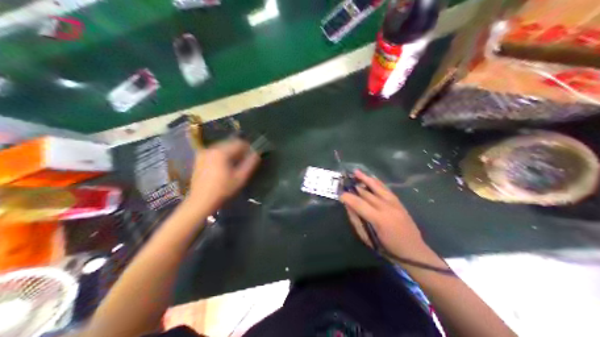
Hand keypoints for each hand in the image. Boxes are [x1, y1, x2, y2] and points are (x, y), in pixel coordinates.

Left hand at [186, 139, 260, 212]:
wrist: (201, 201)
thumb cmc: (222, 190)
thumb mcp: (240, 178)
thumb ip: (250, 164)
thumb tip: (257, 153)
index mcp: (221, 152)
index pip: (239, 143)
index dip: (248, 148)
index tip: (252, 156)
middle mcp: (211, 148)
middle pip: (229, 144)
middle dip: (238, 151)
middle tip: (244, 162)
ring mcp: (203, 154)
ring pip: (221, 148)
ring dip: (229, 154)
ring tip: (234, 166)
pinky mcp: (199, 159)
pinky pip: (214, 153)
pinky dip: (221, 157)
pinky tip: (223, 168)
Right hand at [342, 170, 425, 259]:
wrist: (413, 251)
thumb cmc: (388, 249)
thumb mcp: (369, 239)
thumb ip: (357, 222)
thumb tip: (348, 207)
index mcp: (378, 219)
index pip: (359, 204)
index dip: (348, 198)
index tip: (340, 195)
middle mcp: (386, 207)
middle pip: (367, 193)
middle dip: (354, 187)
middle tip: (344, 182)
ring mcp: (394, 203)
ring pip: (378, 187)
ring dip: (366, 179)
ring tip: (356, 172)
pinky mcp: (399, 203)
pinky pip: (387, 189)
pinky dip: (378, 183)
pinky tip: (372, 178)